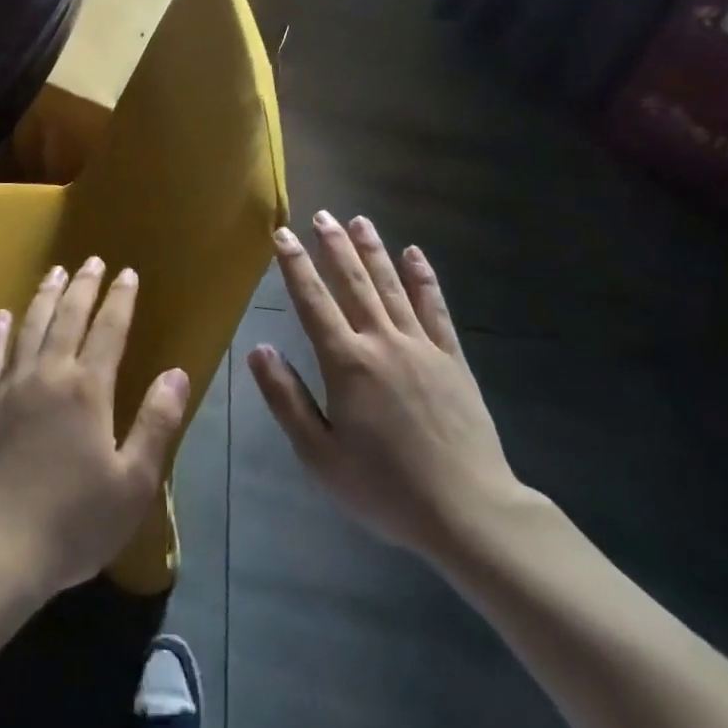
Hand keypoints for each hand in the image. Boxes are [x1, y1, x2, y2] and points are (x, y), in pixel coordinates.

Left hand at [0, 257, 189, 600]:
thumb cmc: (73, 521)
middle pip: (69, 317)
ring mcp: (11, 386)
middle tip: (92, 260)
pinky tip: (1, 317)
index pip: (109, 329)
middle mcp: (49, 374)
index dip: (120, 299)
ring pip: (30, 326)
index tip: (128, 273)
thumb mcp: (133, 481)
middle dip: (84, 285)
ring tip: (54, 272)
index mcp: (88, 389)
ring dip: (45, 296)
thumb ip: (156, 422)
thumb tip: (176, 372)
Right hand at [248, 212, 542, 570]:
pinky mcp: (452, 359)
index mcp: (347, 363)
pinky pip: (436, 308)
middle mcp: (382, 342)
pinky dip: (424, 279)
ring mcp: (421, 346)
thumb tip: (259, 349)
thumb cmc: (385, 489)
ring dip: (374, 251)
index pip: (313, 302)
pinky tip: (415, 254)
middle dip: (334, 246)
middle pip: (354, 283)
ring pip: (392, 286)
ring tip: (359, 221)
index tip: (282, 235)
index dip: (295, 266)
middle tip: (321, 215)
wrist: (468, 513)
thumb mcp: (319, 456)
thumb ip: (286, 399)